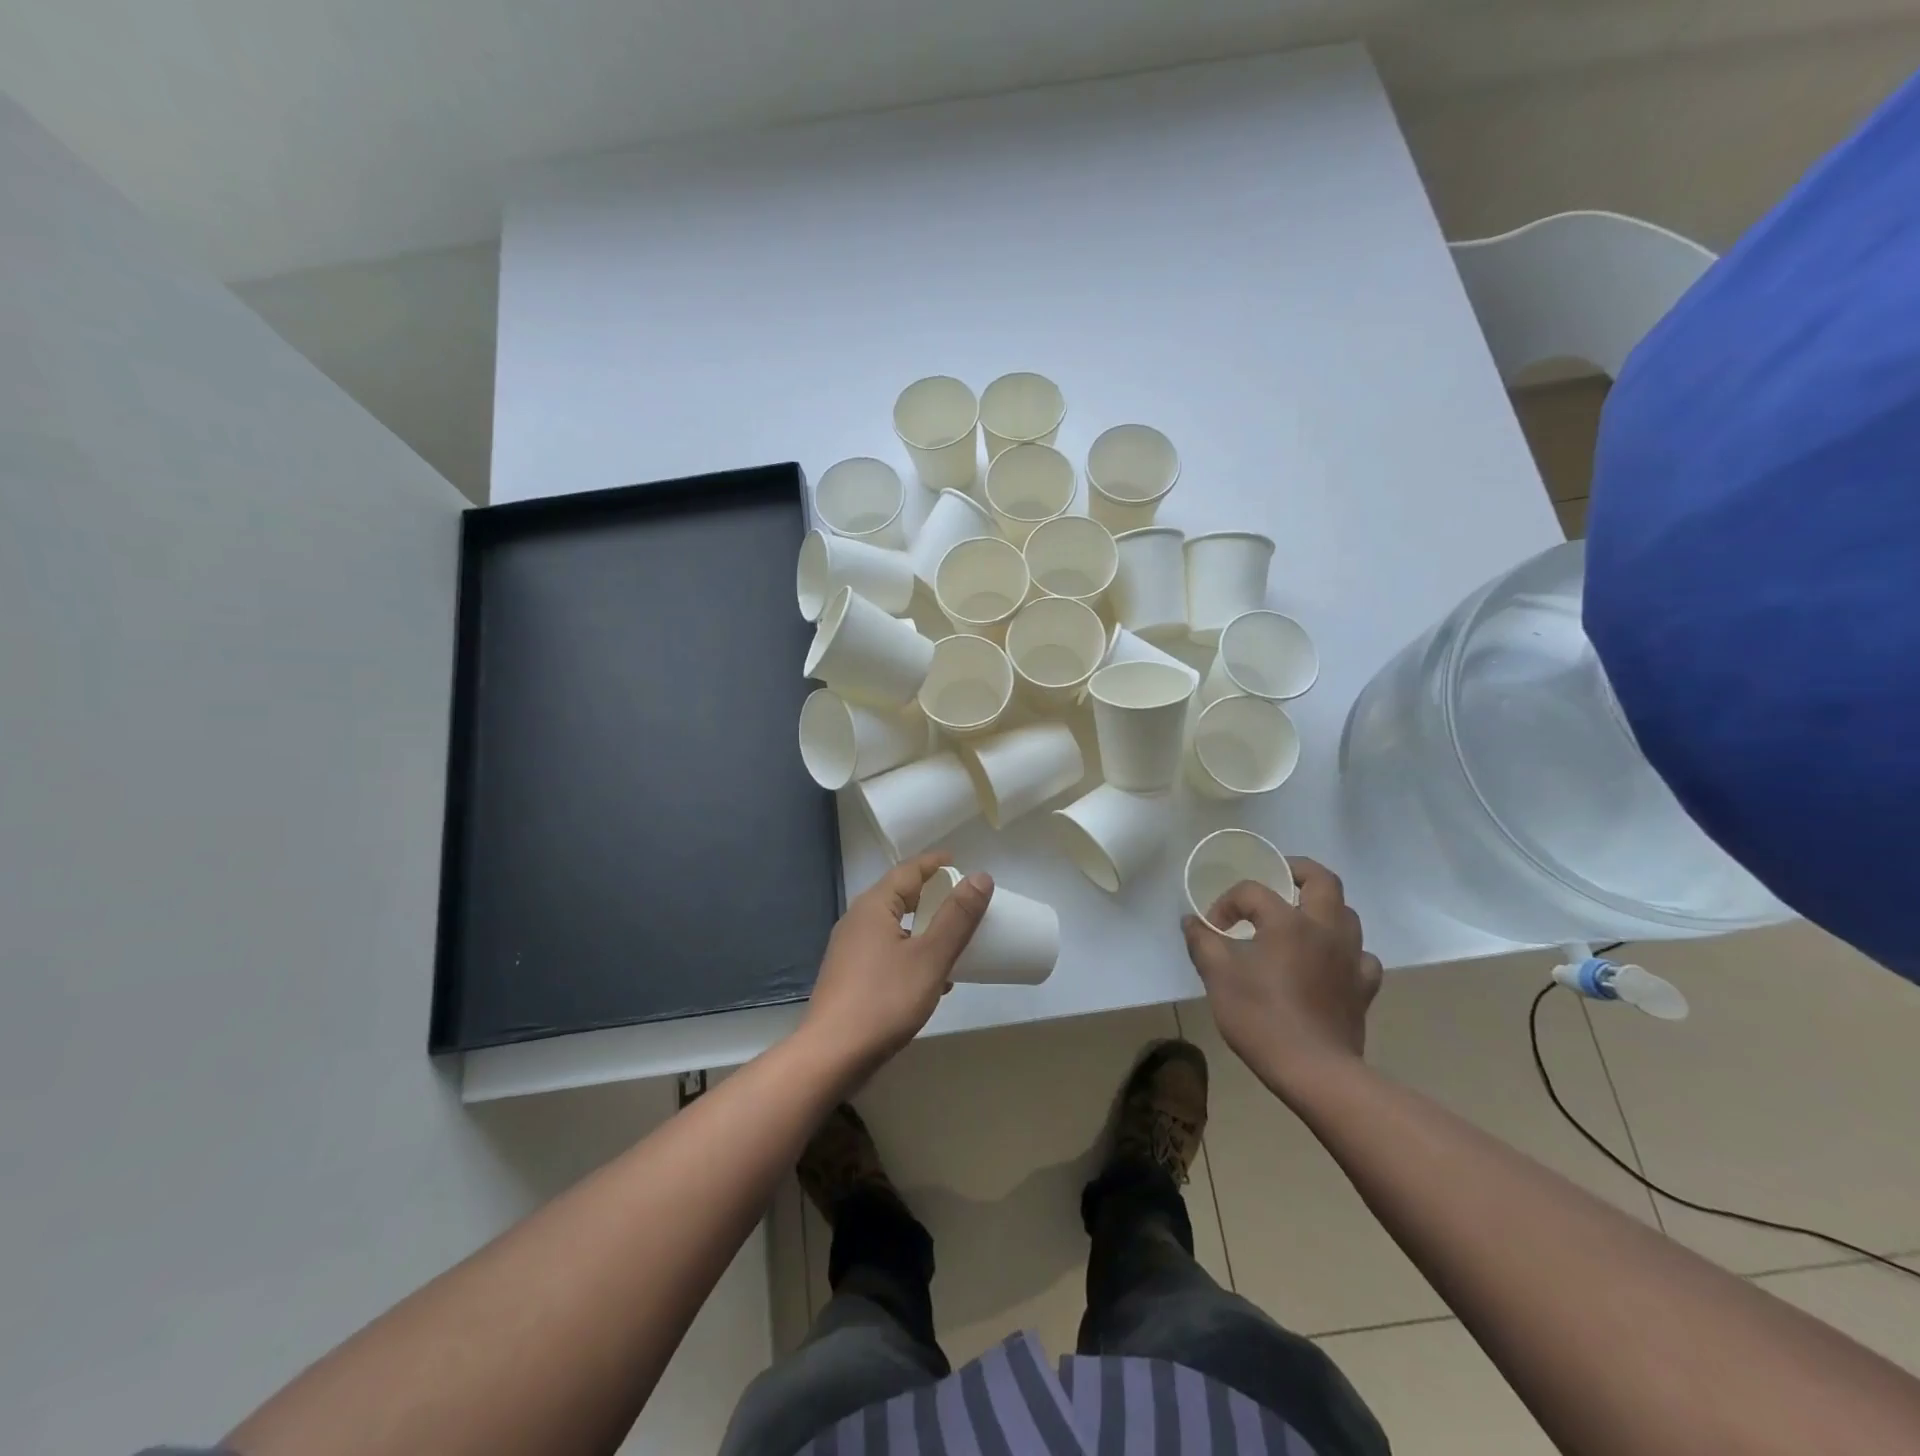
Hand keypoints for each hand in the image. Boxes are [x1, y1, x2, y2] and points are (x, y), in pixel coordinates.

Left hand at [801, 852, 991, 1082]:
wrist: (831, 1056)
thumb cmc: (884, 1000)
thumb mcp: (930, 957)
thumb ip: (957, 917)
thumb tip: (981, 877)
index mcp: (874, 906)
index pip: (908, 871)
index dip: (935, 863)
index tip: (959, 861)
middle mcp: (857, 921)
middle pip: (899, 896)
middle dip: (931, 895)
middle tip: (961, 900)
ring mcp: (850, 950)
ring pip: (894, 926)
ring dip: (924, 928)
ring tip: (953, 938)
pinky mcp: (850, 977)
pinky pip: (887, 951)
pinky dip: (912, 953)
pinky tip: (933, 978)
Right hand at [1181, 857, 1382, 1096]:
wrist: (1315, 1071)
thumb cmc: (1261, 1018)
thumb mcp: (1218, 976)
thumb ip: (1202, 942)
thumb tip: (1191, 921)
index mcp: (1287, 921)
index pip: (1252, 892)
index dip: (1226, 903)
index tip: (1212, 929)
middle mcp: (1325, 929)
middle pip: (1322, 880)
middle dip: (1296, 871)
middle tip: (1276, 878)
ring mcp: (1350, 957)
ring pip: (1346, 913)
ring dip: (1322, 908)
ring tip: (1298, 919)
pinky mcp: (1364, 987)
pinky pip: (1360, 956)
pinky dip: (1344, 951)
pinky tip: (1328, 962)